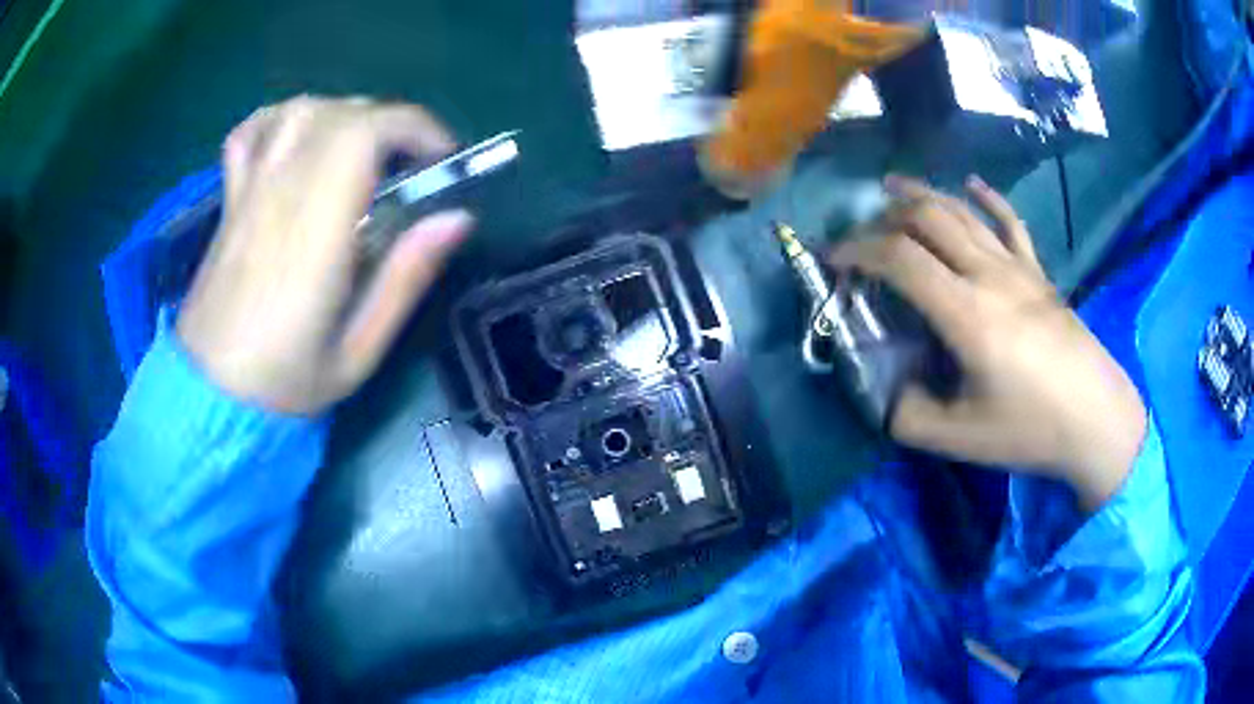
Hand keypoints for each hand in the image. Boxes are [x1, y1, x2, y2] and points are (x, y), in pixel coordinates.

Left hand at [177, 96, 472, 414]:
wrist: (208, 398)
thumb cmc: (282, 385)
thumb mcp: (357, 355)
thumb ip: (404, 282)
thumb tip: (457, 218)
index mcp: (313, 234)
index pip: (363, 134)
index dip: (413, 128)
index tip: (442, 160)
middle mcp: (279, 197)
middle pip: (338, 115)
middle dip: (391, 123)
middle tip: (411, 165)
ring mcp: (248, 194)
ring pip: (299, 111)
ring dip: (344, 114)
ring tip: (363, 148)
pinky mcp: (230, 201)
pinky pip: (250, 133)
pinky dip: (282, 118)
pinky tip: (299, 137)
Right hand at [829, 175, 1145, 510]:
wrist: (1097, 419)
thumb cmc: (1031, 430)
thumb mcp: (960, 440)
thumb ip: (908, 417)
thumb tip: (887, 391)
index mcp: (966, 313)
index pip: (900, 259)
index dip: (859, 250)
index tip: (834, 260)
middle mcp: (989, 275)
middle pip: (929, 219)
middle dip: (885, 218)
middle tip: (862, 233)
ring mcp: (1018, 268)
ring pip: (963, 212)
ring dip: (924, 195)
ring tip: (893, 188)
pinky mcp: (1039, 273)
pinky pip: (1010, 222)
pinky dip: (988, 198)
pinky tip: (971, 185)